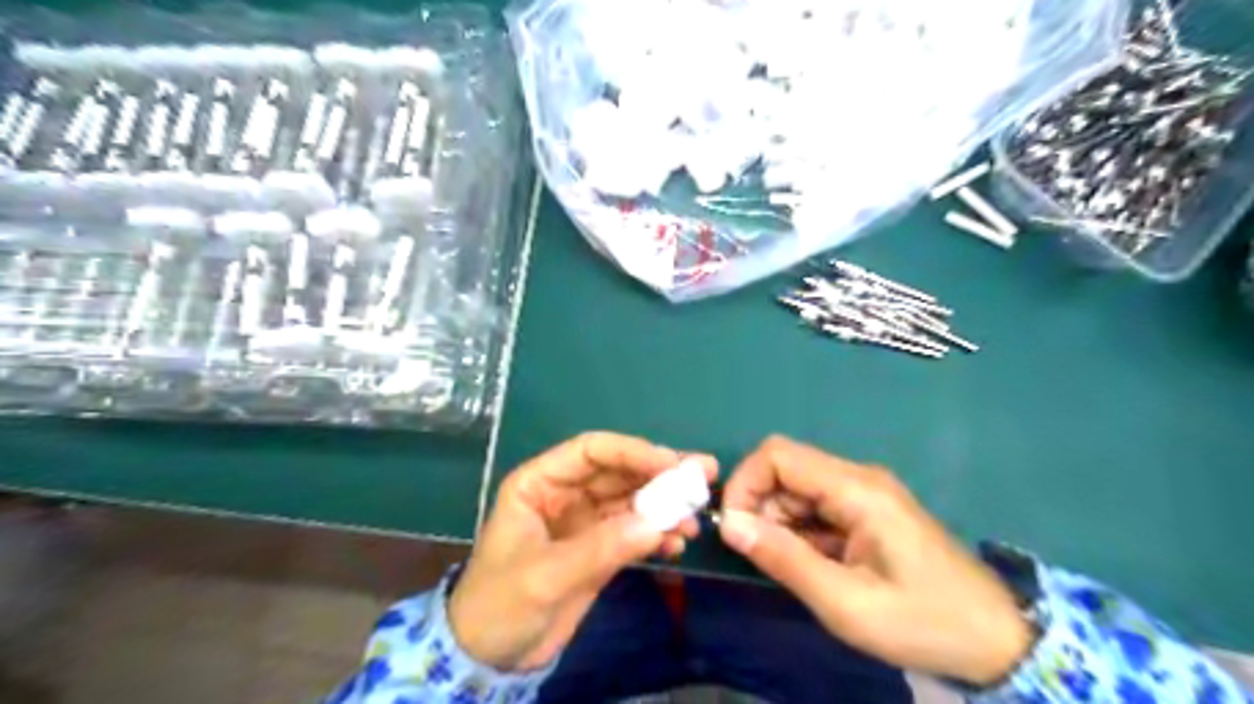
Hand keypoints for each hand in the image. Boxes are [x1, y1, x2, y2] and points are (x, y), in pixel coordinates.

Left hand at [447, 431, 714, 672]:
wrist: (491, 657)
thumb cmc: (500, 605)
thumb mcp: (545, 576)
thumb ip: (601, 548)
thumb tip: (658, 525)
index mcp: (540, 483)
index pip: (591, 451)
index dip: (632, 452)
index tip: (672, 463)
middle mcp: (566, 494)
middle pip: (619, 472)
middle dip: (659, 475)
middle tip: (703, 478)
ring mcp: (585, 521)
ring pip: (631, 501)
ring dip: (664, 506)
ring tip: (694, 520)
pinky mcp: (600, 548)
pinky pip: (634, 532)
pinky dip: (657, 535)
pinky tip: (677, 545)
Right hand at [715, 437, 1026, 683]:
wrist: (996, 641)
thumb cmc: (922, 622)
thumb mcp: (845, 602)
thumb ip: (784, 559)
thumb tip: (728, 524)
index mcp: (856, 489)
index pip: (778, 455)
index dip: (745, 482)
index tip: (733, 527)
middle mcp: (858, 478)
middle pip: (786, 470)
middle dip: (760, 506)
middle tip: (761, 556)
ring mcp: (865, 493)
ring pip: (798, 488)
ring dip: (778, 521)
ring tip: (791, 568)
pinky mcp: (868, 511)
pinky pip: (817, 507)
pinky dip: (800, 530)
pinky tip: (812, 565)